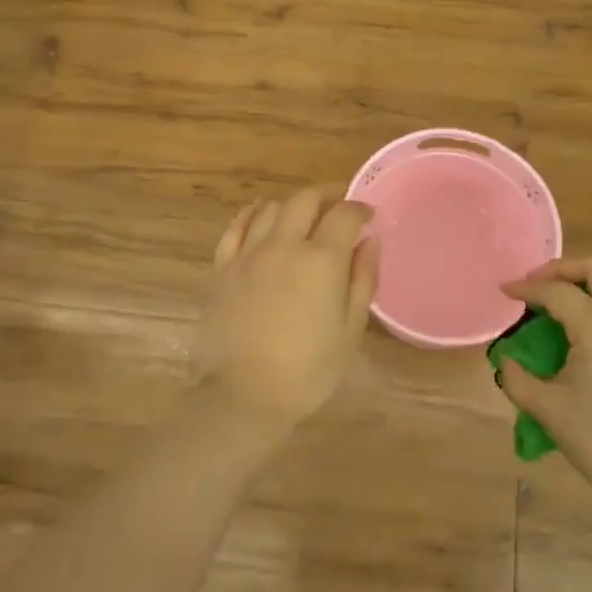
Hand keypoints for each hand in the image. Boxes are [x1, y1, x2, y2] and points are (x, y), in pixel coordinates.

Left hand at [196, 188, 380, 433]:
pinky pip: (236, 227)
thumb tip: (369, 240)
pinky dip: (252, 214)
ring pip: (271, 209)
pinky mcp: (222, 268)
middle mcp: (284, 245)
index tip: (368, 216)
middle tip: (338, 206)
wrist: (243, 395)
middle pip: (305, 200)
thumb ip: (362, 279)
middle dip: (326, 195)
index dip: (359, 208)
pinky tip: (260, 215)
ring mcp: (248, 254)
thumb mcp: (349, 330)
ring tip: (303, 217)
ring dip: (293, 205)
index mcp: (321, 260)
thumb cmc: (307, 370)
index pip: (343, 214)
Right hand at [499, 258, 591, 500]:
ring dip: (585, 281)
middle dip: (562, 268)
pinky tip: (579, 323)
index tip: (503, 290)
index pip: (557, 292)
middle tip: (535, 283)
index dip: (527, 288)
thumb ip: (517, 378)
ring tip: (556, 298)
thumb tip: (505, 360)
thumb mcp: (547, 408)